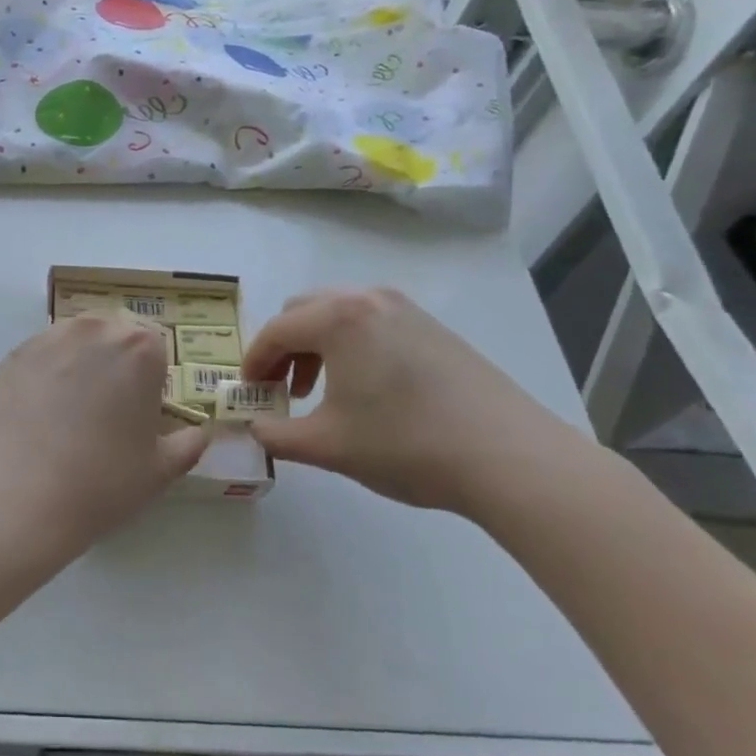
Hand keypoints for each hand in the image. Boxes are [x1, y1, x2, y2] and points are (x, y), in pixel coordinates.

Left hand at [0, 315, 210, 540]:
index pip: (156, 350)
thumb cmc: (102, 481)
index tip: (140, 413)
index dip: (151, 380)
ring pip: (76, 343)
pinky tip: (40, 414)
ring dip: (81, 364)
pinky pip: (42, 357)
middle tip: (106, 412)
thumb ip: (189, 444)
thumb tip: (199, 432)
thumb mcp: (160, 470)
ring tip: (70, 412)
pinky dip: (47, 375)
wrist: (19, 496)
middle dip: (116, 365)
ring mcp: (48, 338)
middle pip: (114, 338)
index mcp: (140, 348)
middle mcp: (95, 329)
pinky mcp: (13, 356)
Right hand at [240, 287, 580, 513]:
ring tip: (319, 391)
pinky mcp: (433, 327)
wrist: (509, 456)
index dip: (253, 362)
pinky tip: (364, 388)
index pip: (275, 331)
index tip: (246, 394)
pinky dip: (349, 346)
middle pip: (303, 311)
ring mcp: (406, 309)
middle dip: (282, 348)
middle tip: (279, 390)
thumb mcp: (328, 446)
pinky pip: (371, 323)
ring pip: (338, 313)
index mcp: (338, 318)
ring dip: (315, 345)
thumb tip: (250, 429)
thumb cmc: (406, 444)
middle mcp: (369, 299)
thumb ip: (275, 435)